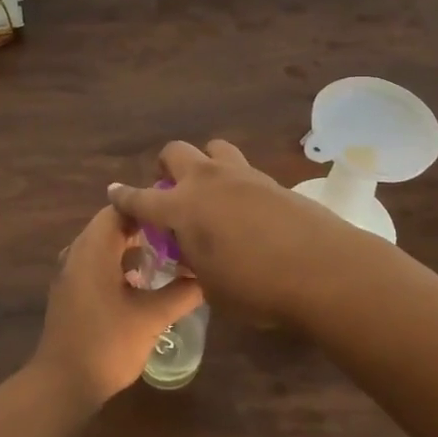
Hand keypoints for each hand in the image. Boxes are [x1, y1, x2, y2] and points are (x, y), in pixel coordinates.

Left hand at [30, 206, 203, 407]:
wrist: (63, 384)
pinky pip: (98, 262)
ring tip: (169, 257)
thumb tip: (208, 276)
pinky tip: (145, 283)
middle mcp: (78, 251)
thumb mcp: (151, 318)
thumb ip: (182, 293)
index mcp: (93, 248)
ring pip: (105, 245)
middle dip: (146, 228)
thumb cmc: (107, 344)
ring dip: (134, 247)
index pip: (120, 208)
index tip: (179, 214)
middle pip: (113, 224)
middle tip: (180, 236)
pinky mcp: (71, 290)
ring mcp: (71, 271)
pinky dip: (121, 263)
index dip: (150, 207)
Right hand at [107, 139, 376, 323]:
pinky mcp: (273, 181)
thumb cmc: (256, 287)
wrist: (324, 270)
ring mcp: (243, 175)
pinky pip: (244, 171)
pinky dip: (236, 183)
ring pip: (214, 149)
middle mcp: (208, 181)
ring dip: (205, 165)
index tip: (113, 192)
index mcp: (182, 207)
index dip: (124, 197)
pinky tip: (246, 210)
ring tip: (212, 193)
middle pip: (176, 152)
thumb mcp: (211, 286)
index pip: (141, 198)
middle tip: (172, 190)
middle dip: (166, 167)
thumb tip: (194, 250)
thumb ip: (195, 262)